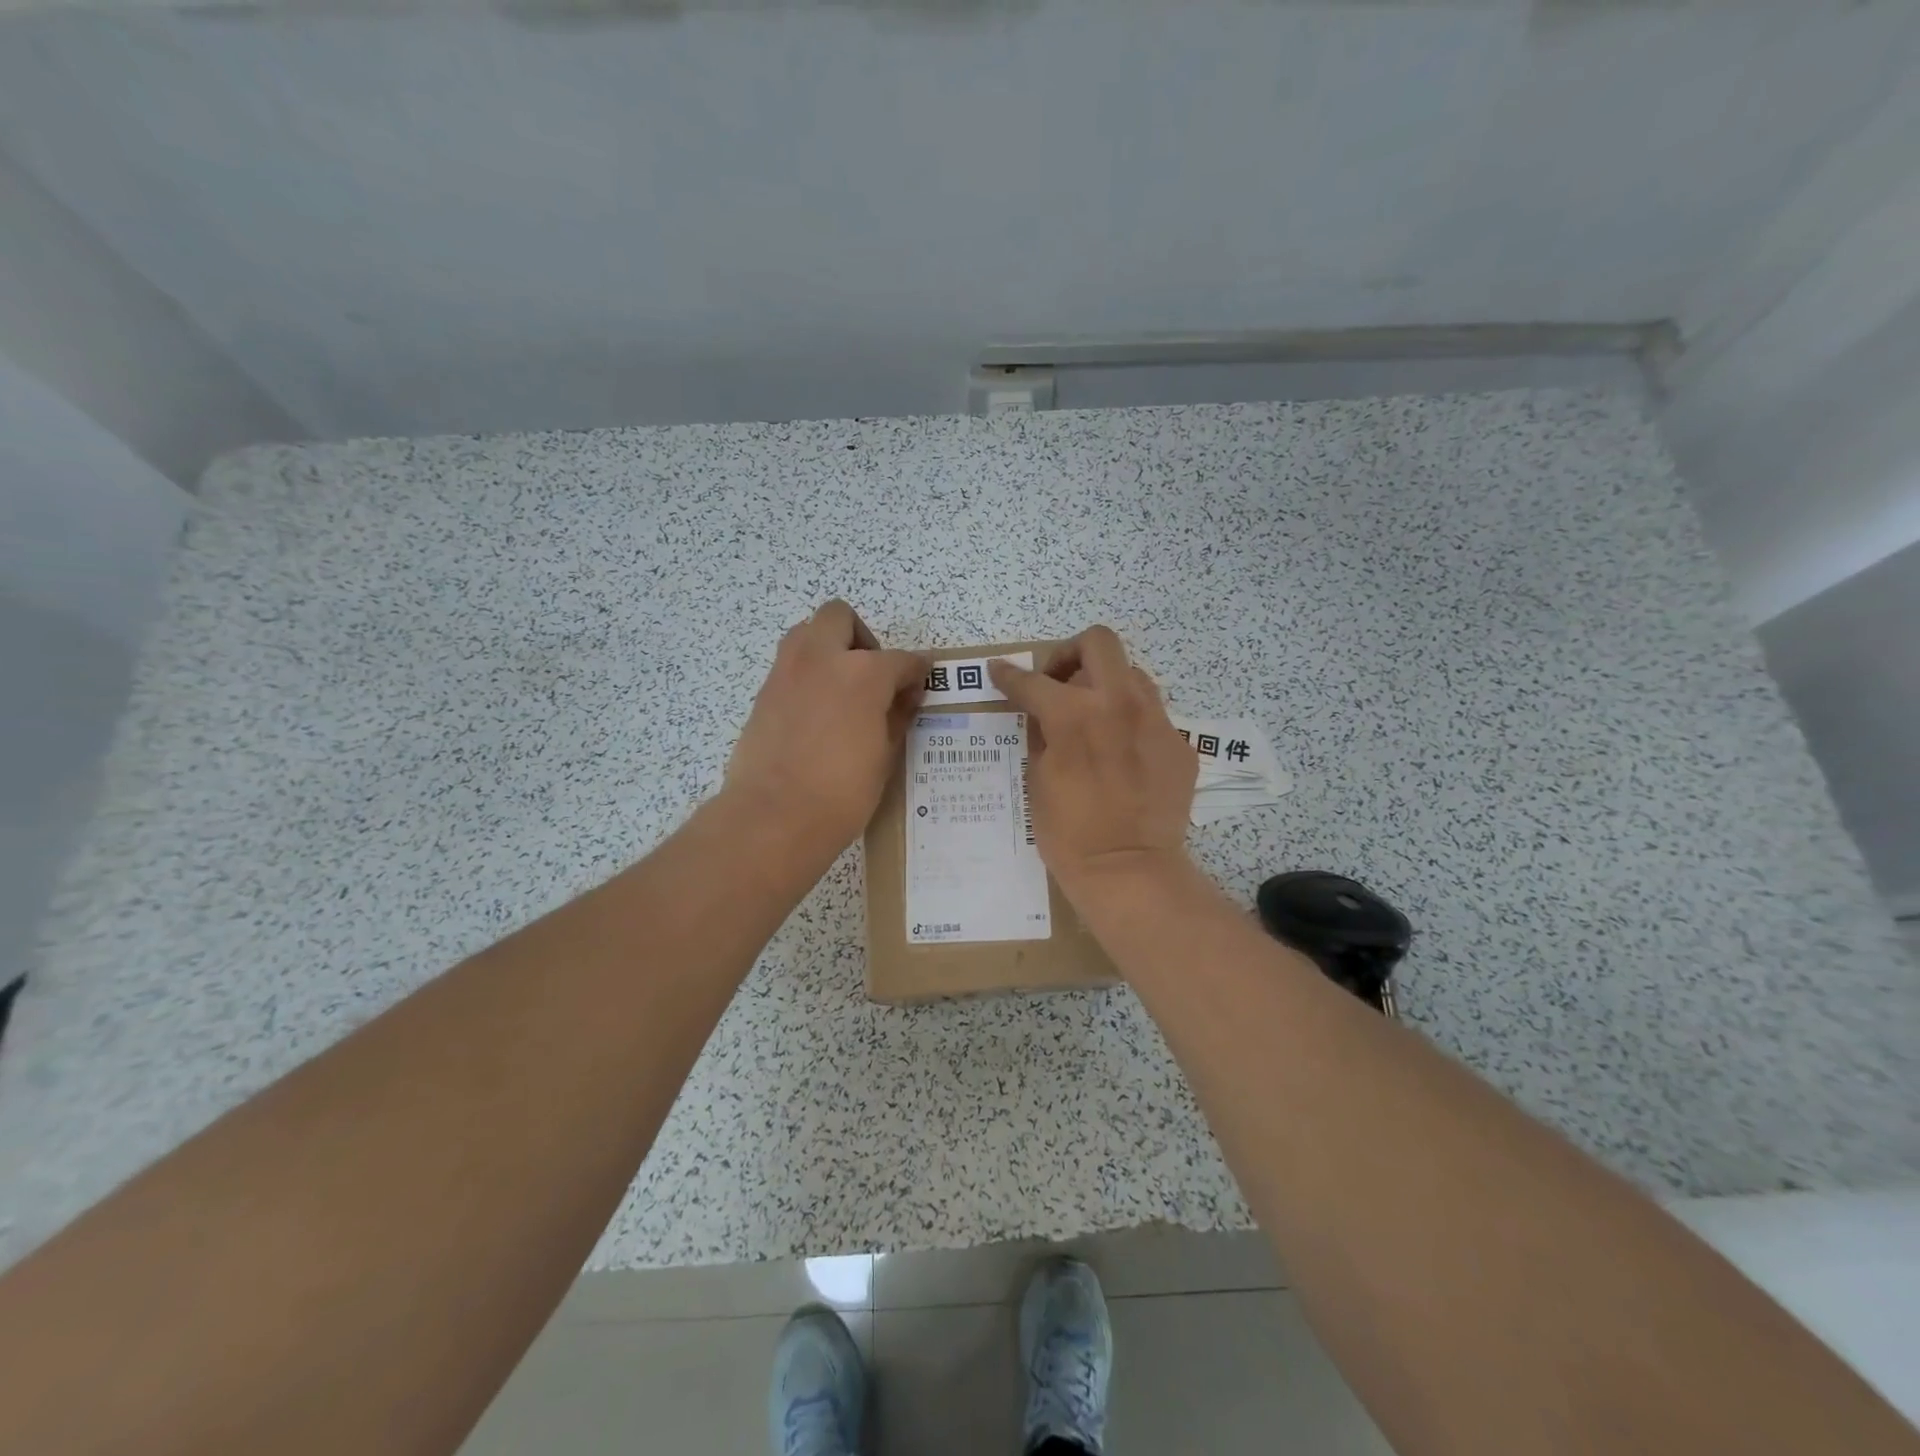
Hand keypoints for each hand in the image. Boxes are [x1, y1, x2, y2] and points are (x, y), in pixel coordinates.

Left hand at [724, 601, 930, 859]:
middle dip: (861, 637)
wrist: (774, 817)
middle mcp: (822, 659)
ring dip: (828, 647)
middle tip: (872, 674)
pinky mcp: (763, 693)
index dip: (916, 671)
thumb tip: (906, 696)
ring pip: (806, 632)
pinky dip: (807, 675)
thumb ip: (897, 716)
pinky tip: (818, 713)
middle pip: (840, 617)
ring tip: (842, 687)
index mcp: (863, 674)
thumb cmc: (842, 793)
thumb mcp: (885, 756)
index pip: (901, 659)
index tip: (920, 684)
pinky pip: (789, 666)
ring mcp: (786, 672)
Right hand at [989, 626, 1197, 900]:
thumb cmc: (1069, 834)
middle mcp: (1119, 704)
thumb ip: (1041, 735)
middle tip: (1059, 682)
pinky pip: (1152, 717)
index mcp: (1073, 715)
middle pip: (1099, 643)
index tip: (1001, 672)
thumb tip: (1043, 716)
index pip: (1033, 681)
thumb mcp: (1037, 780)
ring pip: (1131, 676)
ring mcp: (1156, 721)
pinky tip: (1122, 757)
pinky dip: (1131, 725)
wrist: (1129, 871)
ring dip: (1106, 687)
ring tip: (1094, 719)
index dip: (1010, 675)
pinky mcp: (1179, 744)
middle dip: (1071, 654)